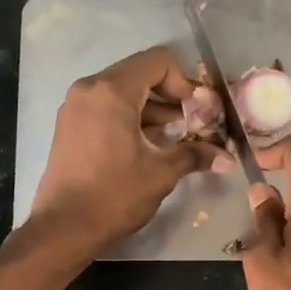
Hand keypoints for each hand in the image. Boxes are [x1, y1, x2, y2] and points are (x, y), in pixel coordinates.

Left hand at [27, 46, 213, 253]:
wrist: (64, 228)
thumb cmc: (115, 196)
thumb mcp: (161, 174)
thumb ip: (195, 156)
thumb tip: (227, 158)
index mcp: (112, 91)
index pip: (158, 61)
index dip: (184, 82)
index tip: (197, 112)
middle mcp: (89, 89)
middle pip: (139, 74)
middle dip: (169, 96)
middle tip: (191, 124)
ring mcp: (75, 106)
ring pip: (122, 92)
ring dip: (151, 109)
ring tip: (173, 138)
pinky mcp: (69, 125)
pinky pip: (106, 108)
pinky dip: (129, 118)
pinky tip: (146, 146)